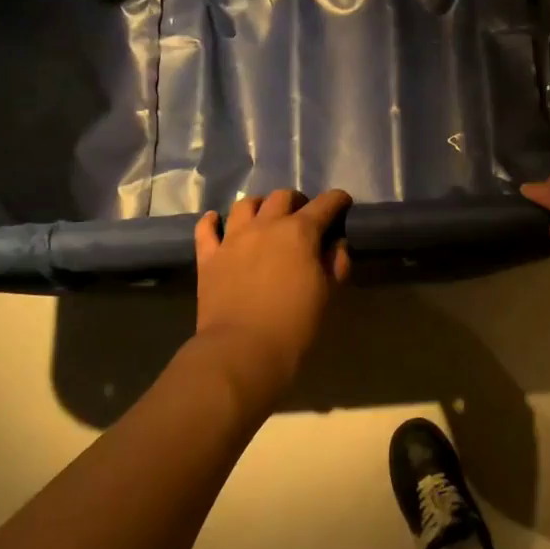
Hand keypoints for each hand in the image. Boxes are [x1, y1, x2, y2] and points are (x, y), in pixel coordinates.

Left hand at [192, 189, 351, 411]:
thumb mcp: (328, 294)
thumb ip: (336, 262)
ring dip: (260, 206)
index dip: (337, 200)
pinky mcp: (208, 257)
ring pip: (245, 204)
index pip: (325, 204)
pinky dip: (213, 221)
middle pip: (282, 197)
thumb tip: (335, 244)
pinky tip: (218, 222)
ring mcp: (233, 238)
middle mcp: (266, 225)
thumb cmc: (295, 325)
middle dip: (298, 202)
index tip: (343, 203)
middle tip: (304, 218)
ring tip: (265, 219)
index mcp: (300, 232)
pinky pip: (206, 228)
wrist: (242, 351)